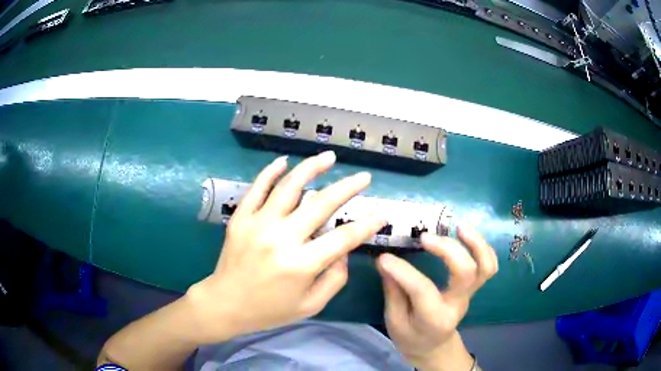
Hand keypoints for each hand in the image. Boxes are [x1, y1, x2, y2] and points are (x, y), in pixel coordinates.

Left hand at [186, 151, 384, 342]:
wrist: (225, 304)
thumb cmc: (270, 309)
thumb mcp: (311, 305)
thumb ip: (335, 278)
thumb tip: (344, 250)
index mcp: (301, 265)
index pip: (343, 238)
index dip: (366, 225)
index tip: (381, 215)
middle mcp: (281, 239)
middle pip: (321, 204)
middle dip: (348, 188)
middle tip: (364, 177)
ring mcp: (258, 224)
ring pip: (289, 187)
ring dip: (312, 168)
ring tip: (329, 157)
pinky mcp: (241, 218)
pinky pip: (257, 188)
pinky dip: (271, 172)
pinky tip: (284, 161)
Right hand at [377, 226, 497, 370]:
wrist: (433, 347)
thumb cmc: (411, 337)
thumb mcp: (394, 322)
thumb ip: (393, 292)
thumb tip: (386, 261)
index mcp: (434, 319)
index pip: (423, 290)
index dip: (403, 271)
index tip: (384, 258)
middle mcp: (457, 305)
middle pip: (465, 273)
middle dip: (447, 249)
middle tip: (424, 237)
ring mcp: (470, 294)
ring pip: (485, 267)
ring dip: (476, 243)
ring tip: (458, 226)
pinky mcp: (473, 287)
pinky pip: (488, 265)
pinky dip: (482, 247)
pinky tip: (465, 234)